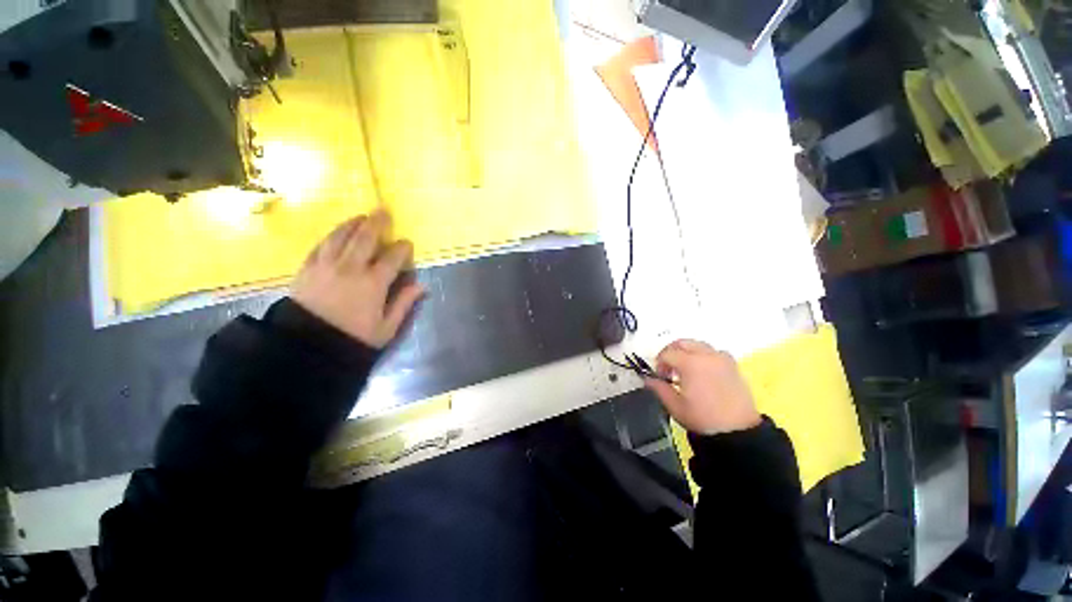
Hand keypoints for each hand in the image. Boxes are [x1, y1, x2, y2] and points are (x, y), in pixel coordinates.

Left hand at [291, 211, 423, 348]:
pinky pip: (321, 244)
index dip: (402, 248)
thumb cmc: (353, 337)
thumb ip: (404, 303)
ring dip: (353, 224)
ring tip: (361, 217)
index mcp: (373, 283)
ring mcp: (326, 265)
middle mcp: (350, 268)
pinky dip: (332, 235)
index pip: (392, 257)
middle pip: (365, 238)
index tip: (407, 244)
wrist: (309, 346)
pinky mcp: (307, 268)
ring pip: (341, 236)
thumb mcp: (386, 327)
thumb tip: (421, 285)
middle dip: (377, 223)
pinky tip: (337, 232)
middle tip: (383, 211)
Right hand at [645, 340, 760, 435]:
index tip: (659, 376)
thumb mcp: (675, 405)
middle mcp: (707, 356)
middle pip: (682, 343)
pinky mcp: (733, 366)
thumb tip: (648, 379)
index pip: (667, 353)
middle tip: (668, 369)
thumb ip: (658, 388)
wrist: (738, 432)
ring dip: (687, 352)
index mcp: (690, 363)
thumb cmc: (704, 419)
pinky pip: (713, 352)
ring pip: (698, 345)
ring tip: (684, 370)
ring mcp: (722, 359)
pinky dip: (703, 356)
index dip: (659, 364)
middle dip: (671, 352)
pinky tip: (702, 371)